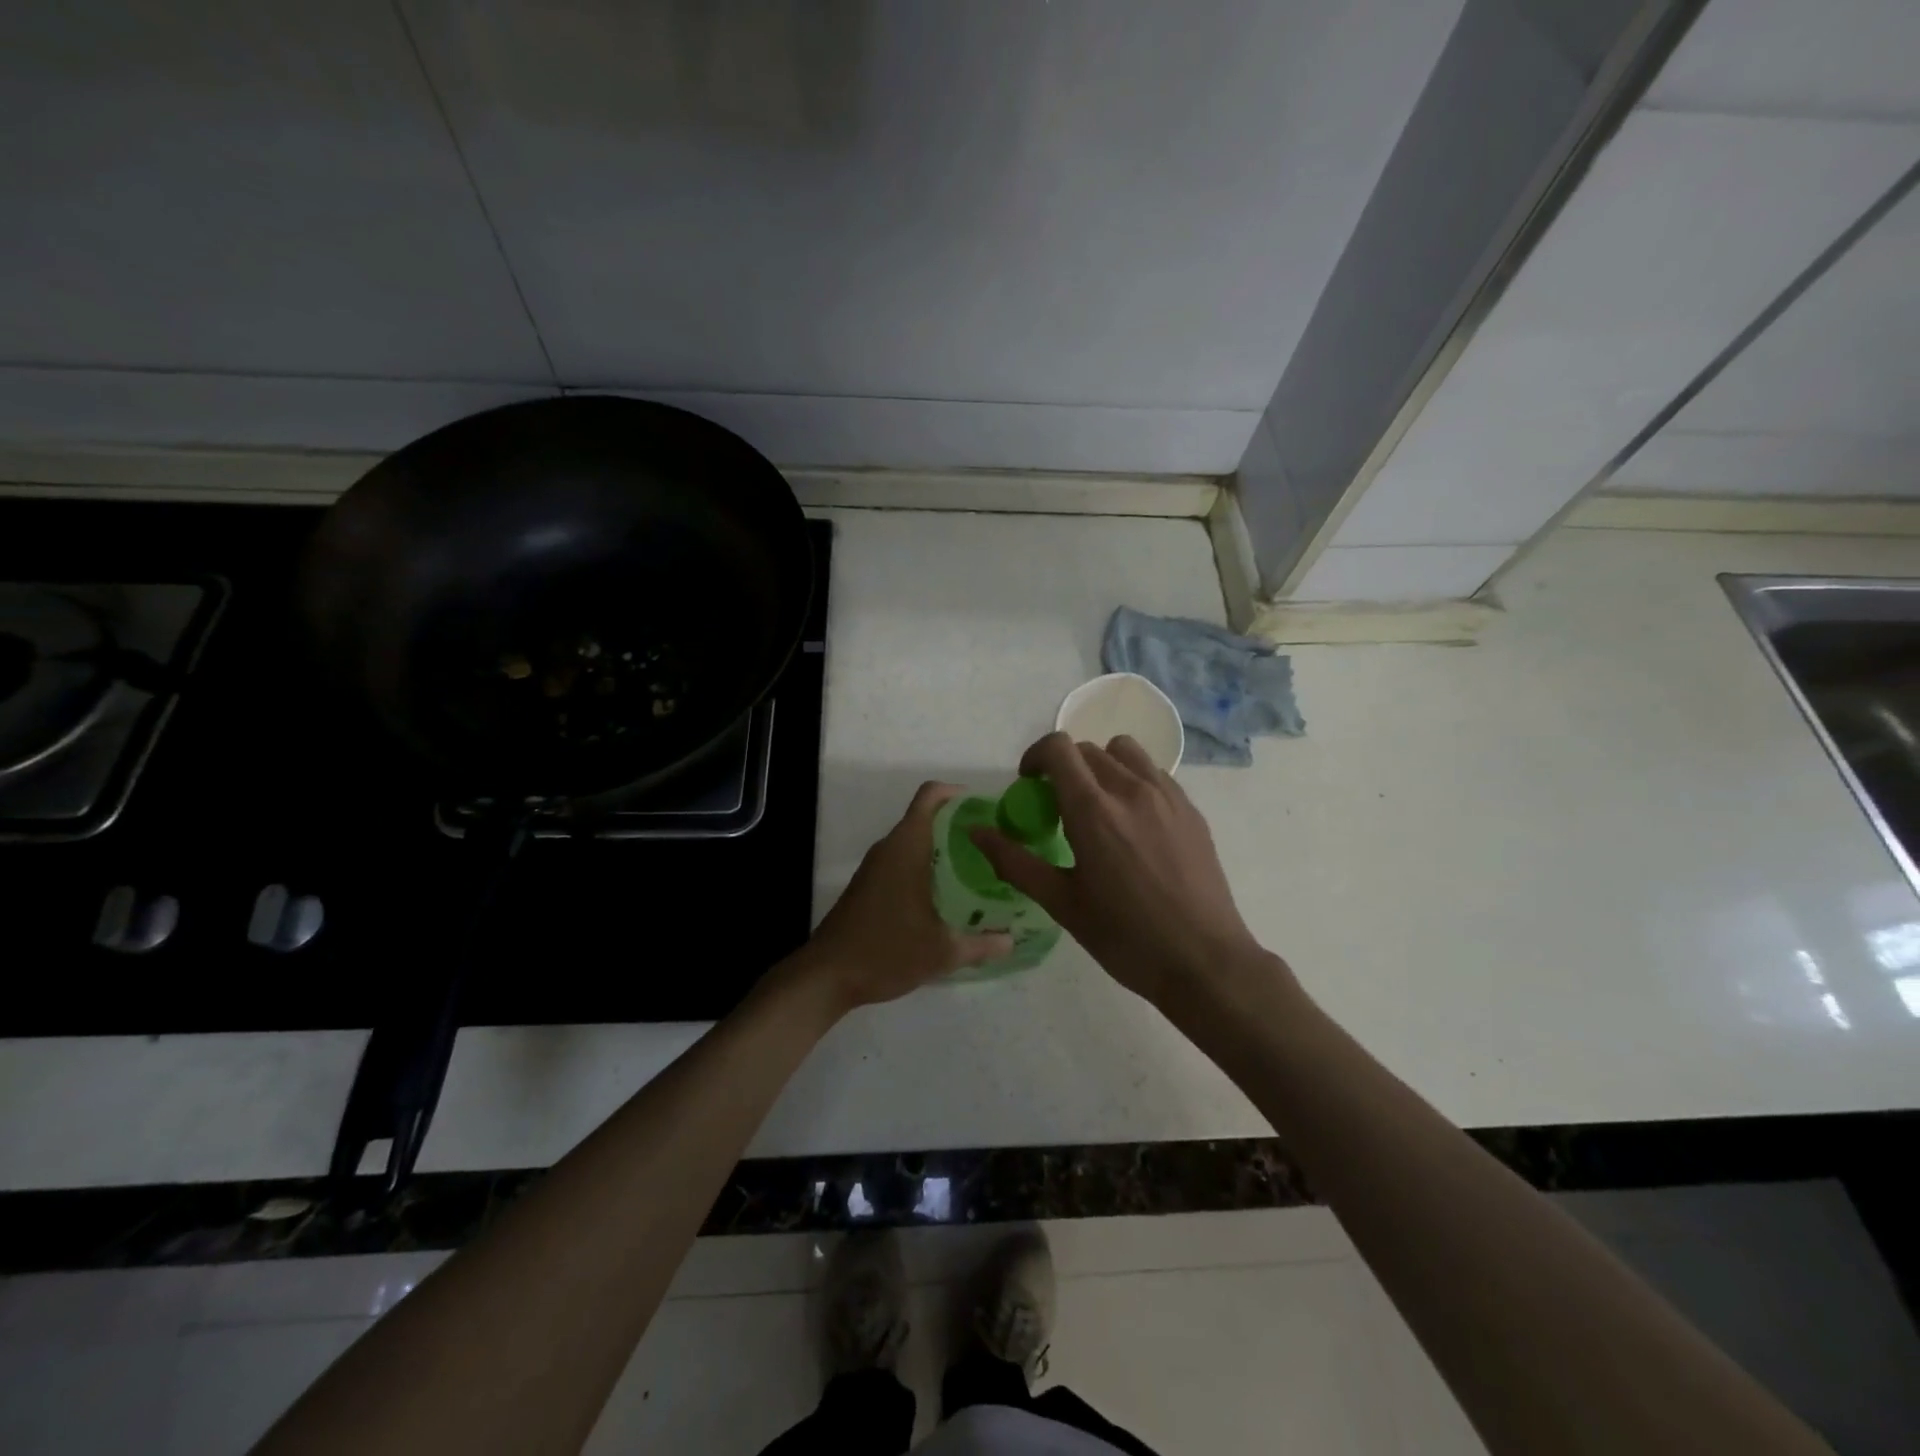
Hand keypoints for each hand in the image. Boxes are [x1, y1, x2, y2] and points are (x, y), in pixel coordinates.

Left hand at [797, 781, 1011, 1010]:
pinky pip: (903, 860)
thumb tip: (1012, 940)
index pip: (930, 796)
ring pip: (914, 841)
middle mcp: (890, 848)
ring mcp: (875, 867)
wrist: (826, 976)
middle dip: (959, 824)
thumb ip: (981, 944)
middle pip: (926, 816)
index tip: (986, 809)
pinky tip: (947, 894)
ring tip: (979, 868)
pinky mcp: (868, 885)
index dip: (958, 793)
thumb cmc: (885, 951)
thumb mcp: (941, 952)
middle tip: (994, 843)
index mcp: (907, 847)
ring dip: (943, 847)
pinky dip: (926, 865)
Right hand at [970, 732, 1273, 1010]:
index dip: (1035, 756)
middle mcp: (1131, 790)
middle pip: (1088, 750)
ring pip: (1125, 752)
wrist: (1204, 961)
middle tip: (1059, 807)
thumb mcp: (1062, 903)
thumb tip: (976, 832)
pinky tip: (1134, 824)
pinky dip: (1133, 781)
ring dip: (1101, 766)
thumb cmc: (1125, 937)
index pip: (1058, 748)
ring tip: (1099, 806)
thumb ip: (1015, 861)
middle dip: (1064, 767)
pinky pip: (1154, 773)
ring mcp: (1167, 796)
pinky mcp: (1191, 809)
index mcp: (1093, 811)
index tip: (1029, 784)